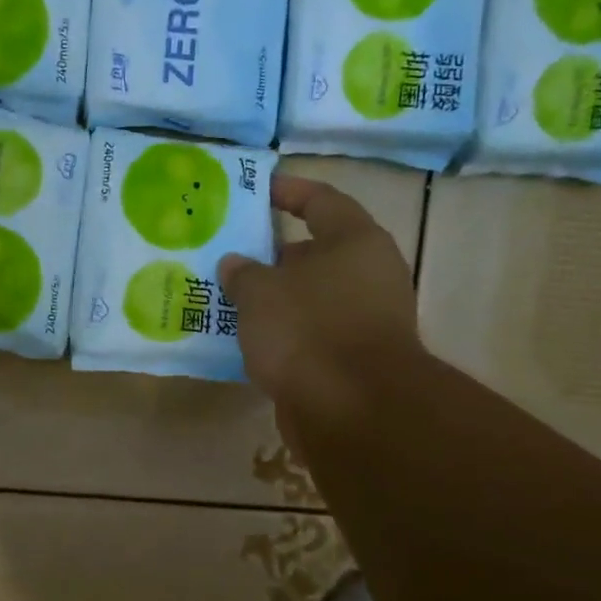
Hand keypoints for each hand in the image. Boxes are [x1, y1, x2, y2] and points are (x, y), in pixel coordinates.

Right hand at [219, 176, 423, 442]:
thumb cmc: (307, 331)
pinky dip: (285, 333)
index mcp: (355, 241)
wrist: (352, 410)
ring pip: (312, 297)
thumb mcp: (260, 293)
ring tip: (230, 298)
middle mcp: (369, 274)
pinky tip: (249, 340)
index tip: (257, 190)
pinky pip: (312, 334)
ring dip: (276, 298)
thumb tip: (235, 264)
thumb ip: (243, 273)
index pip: (321, 200)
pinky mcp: (354, 360)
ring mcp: (367, 320)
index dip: (288, 191)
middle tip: (231, 255)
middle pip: (317, 252)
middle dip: (273, 254)